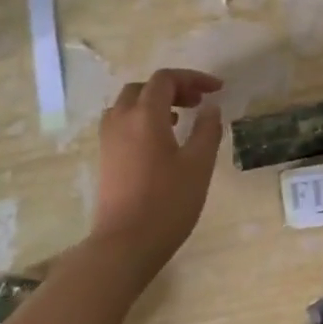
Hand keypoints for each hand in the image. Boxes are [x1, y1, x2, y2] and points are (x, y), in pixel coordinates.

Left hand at [91, 68, 224, 271]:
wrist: (124, 244)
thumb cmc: (167, 202)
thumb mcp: (199, 165)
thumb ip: (207, 130)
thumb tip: (210, 108)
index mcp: (145, 115)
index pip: (165, 79)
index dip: (192, 78)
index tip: (217, 90)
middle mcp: (121, 120)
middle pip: (144, 88)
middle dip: (173, 88)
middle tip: (197, 102)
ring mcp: (108, 140)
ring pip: (129, 105)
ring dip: (154, 103)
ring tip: (179, 119)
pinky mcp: (105, 158)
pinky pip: (122, 123)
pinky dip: (142, 119)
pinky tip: (160, 142)